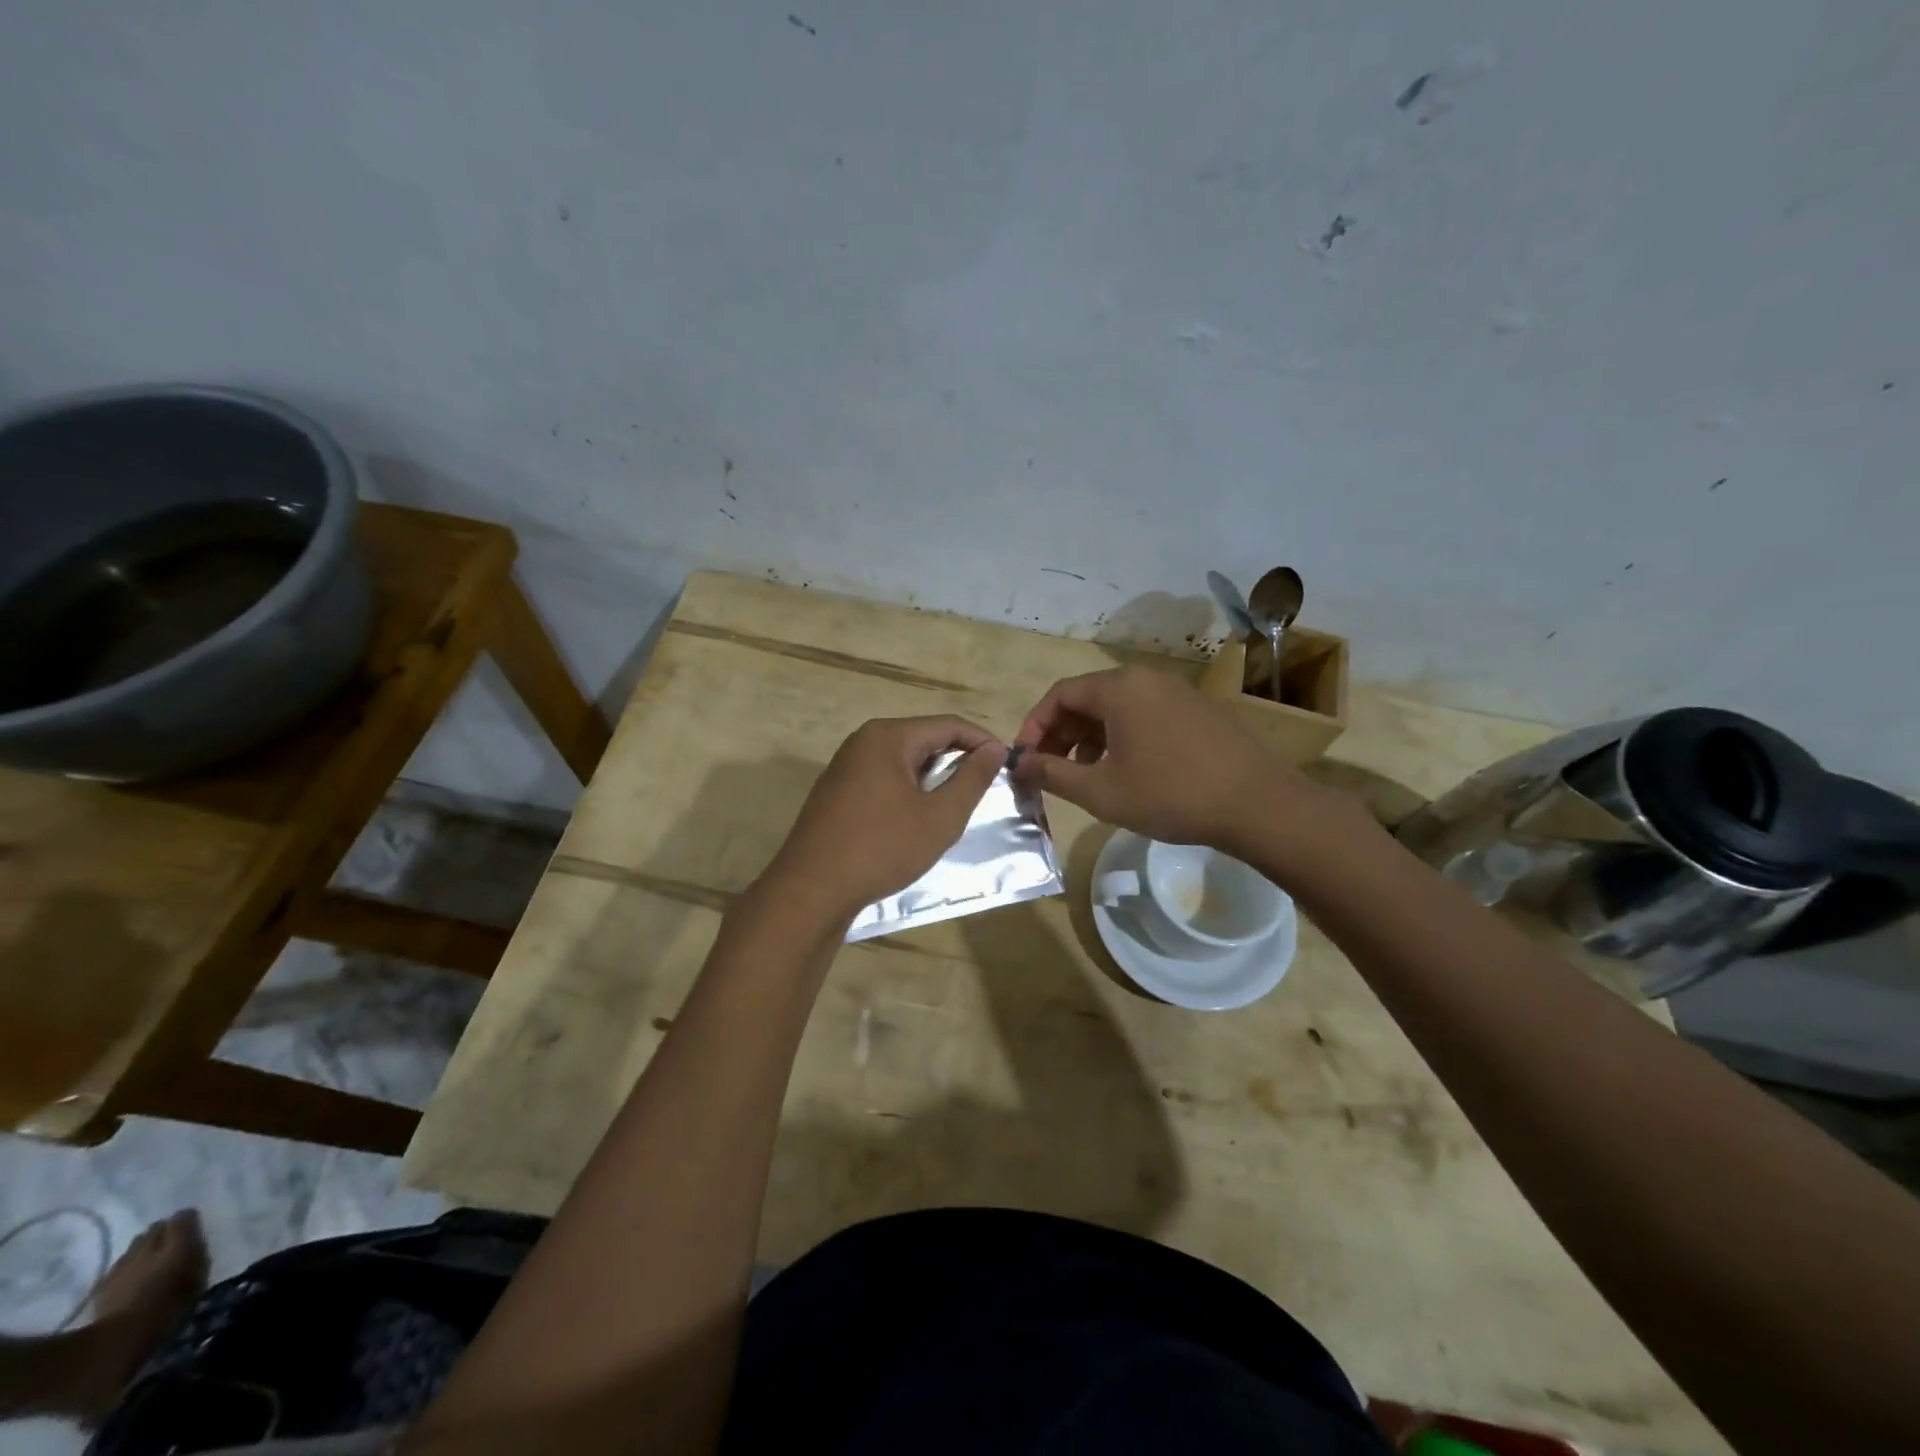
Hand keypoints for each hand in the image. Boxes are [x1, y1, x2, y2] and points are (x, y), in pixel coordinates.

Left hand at [762, 716, 1006, 925]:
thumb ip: (971, 779)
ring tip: (955, 805)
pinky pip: (883, 778)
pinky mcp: (836, 791)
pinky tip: (917, 818)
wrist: (811, 890)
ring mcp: (845, 766)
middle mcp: (863, 741)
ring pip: (903, 760)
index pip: (948, 725)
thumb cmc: (882, 848)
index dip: (982, 742)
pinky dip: (908, 790)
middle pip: (924, 738)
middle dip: (957, 759)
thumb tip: (994, 750)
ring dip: (933, 777)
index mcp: (888, 737)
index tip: (1007, 765)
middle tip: (985, 788)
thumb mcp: (939, 817)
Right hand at [1012, 665, 1321, 852]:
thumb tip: (1018, 764)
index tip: (1024, 759)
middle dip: (1061, 734)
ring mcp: (1176, 691)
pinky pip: (1144, 714)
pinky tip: (1124, 770)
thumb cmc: (1170, 795)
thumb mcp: (1100, 791)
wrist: (1258, 804)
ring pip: (1116, 707)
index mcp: (1119, 688)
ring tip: (1084, 774)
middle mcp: (1146, 678)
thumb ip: (1052, 774)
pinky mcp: (1197, 709)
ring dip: (1090, 737)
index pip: (1059, 695)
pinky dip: (1121, 736)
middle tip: (1049, 770)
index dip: (1035, 727)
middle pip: (1087, 698)